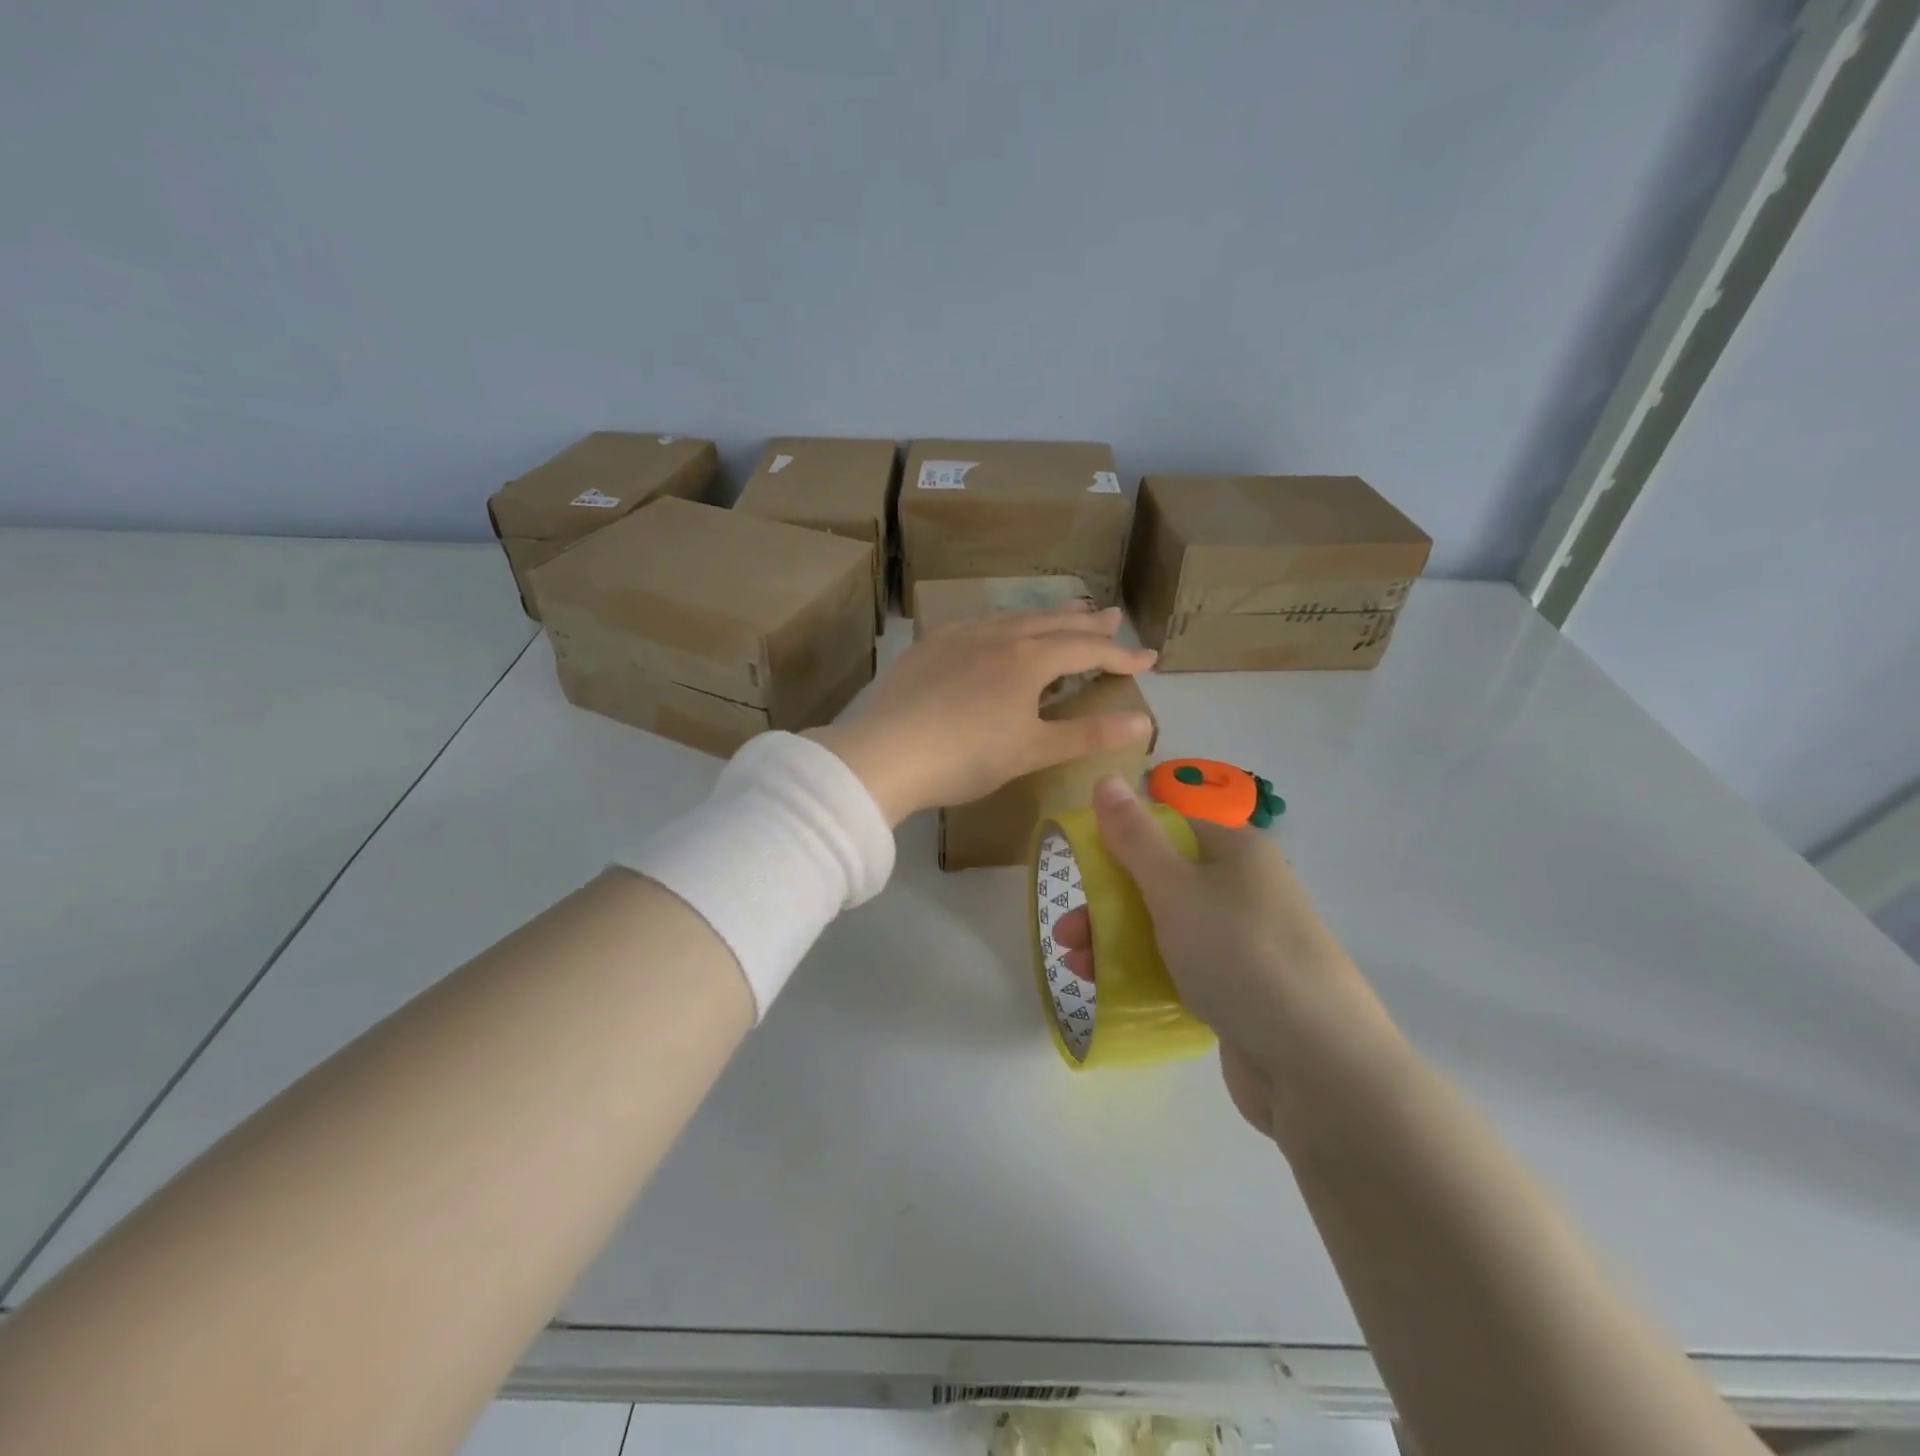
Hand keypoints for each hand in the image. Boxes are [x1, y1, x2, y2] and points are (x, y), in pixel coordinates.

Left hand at [808, 605, 1155, 826]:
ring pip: (1013, 617)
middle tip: (1113, 615)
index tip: (1149, 659)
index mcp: (1028, 659)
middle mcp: (998, 635)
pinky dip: (1003, 623)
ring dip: (1045, 616)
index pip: (1087, 649)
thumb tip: (1143, 721)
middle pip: (1052, 622)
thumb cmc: (966, 757)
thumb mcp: (1032, 750)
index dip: (1121, 655)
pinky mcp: (929, 646)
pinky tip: (998, 629)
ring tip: (1066, 612)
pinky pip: (978, 623)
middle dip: (1087, 622)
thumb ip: (1087, 734)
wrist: (884, 754)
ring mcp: (959, 636)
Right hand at [1070, 775, 1397, 1136]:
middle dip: (1106, 903)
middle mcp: (1243, 887)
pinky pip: (1183, 967)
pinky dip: (1146, 972)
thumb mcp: (1176, 888)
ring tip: (1077, 968)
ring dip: (1116, 940)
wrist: (1320, 1066)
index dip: (1118, 840)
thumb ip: (1134, 837)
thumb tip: (1106, 778)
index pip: (1167, 826)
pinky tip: (1111, 989)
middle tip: (1066, 934)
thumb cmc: (1240, 955)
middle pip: (1160, 879)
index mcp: (1235, 850)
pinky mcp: (1242, 988)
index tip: (1077, 869)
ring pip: (1167, 926)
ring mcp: (1245, 941)